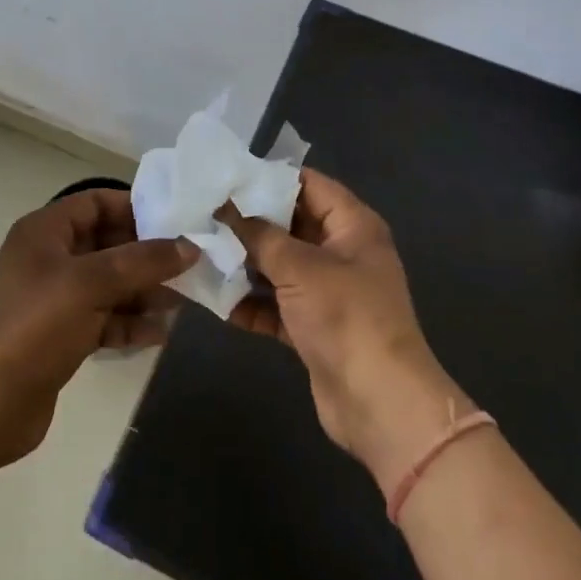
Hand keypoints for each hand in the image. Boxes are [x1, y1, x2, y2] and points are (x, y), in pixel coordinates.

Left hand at [0, 188, 196, 464]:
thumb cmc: (35, 326)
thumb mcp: (91, 284)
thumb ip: (142, 261)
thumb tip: (189, 246)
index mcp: (45, 232)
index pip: (95, 202)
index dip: (134, 208)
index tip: (175, 222)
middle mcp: (48, 258)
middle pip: (107, 244)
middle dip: (146, 255)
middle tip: (189, 264)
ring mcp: (54, 299)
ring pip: (108, 284)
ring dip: (143, 291)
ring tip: (183, 301)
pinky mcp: (61, 335)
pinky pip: (103, 317)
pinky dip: (129, 322)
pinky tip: (159, 333)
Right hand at [219, 170, 465, 487]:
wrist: (379, 402)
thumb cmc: (345, 317)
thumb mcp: (299, 267)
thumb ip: (260, 235)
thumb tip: (226, 209)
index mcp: (353, 226)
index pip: (310, 185)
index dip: (271, 178)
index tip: (228, 177)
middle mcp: (343, 252)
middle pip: (292, 225)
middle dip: (250, 223)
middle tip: (205, 214)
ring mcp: (329, 292)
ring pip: (281, 267)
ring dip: (245, 264)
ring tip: (201, 252)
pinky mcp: (315, 327)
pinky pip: (277, 305)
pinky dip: (251, 303)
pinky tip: (215, 299)